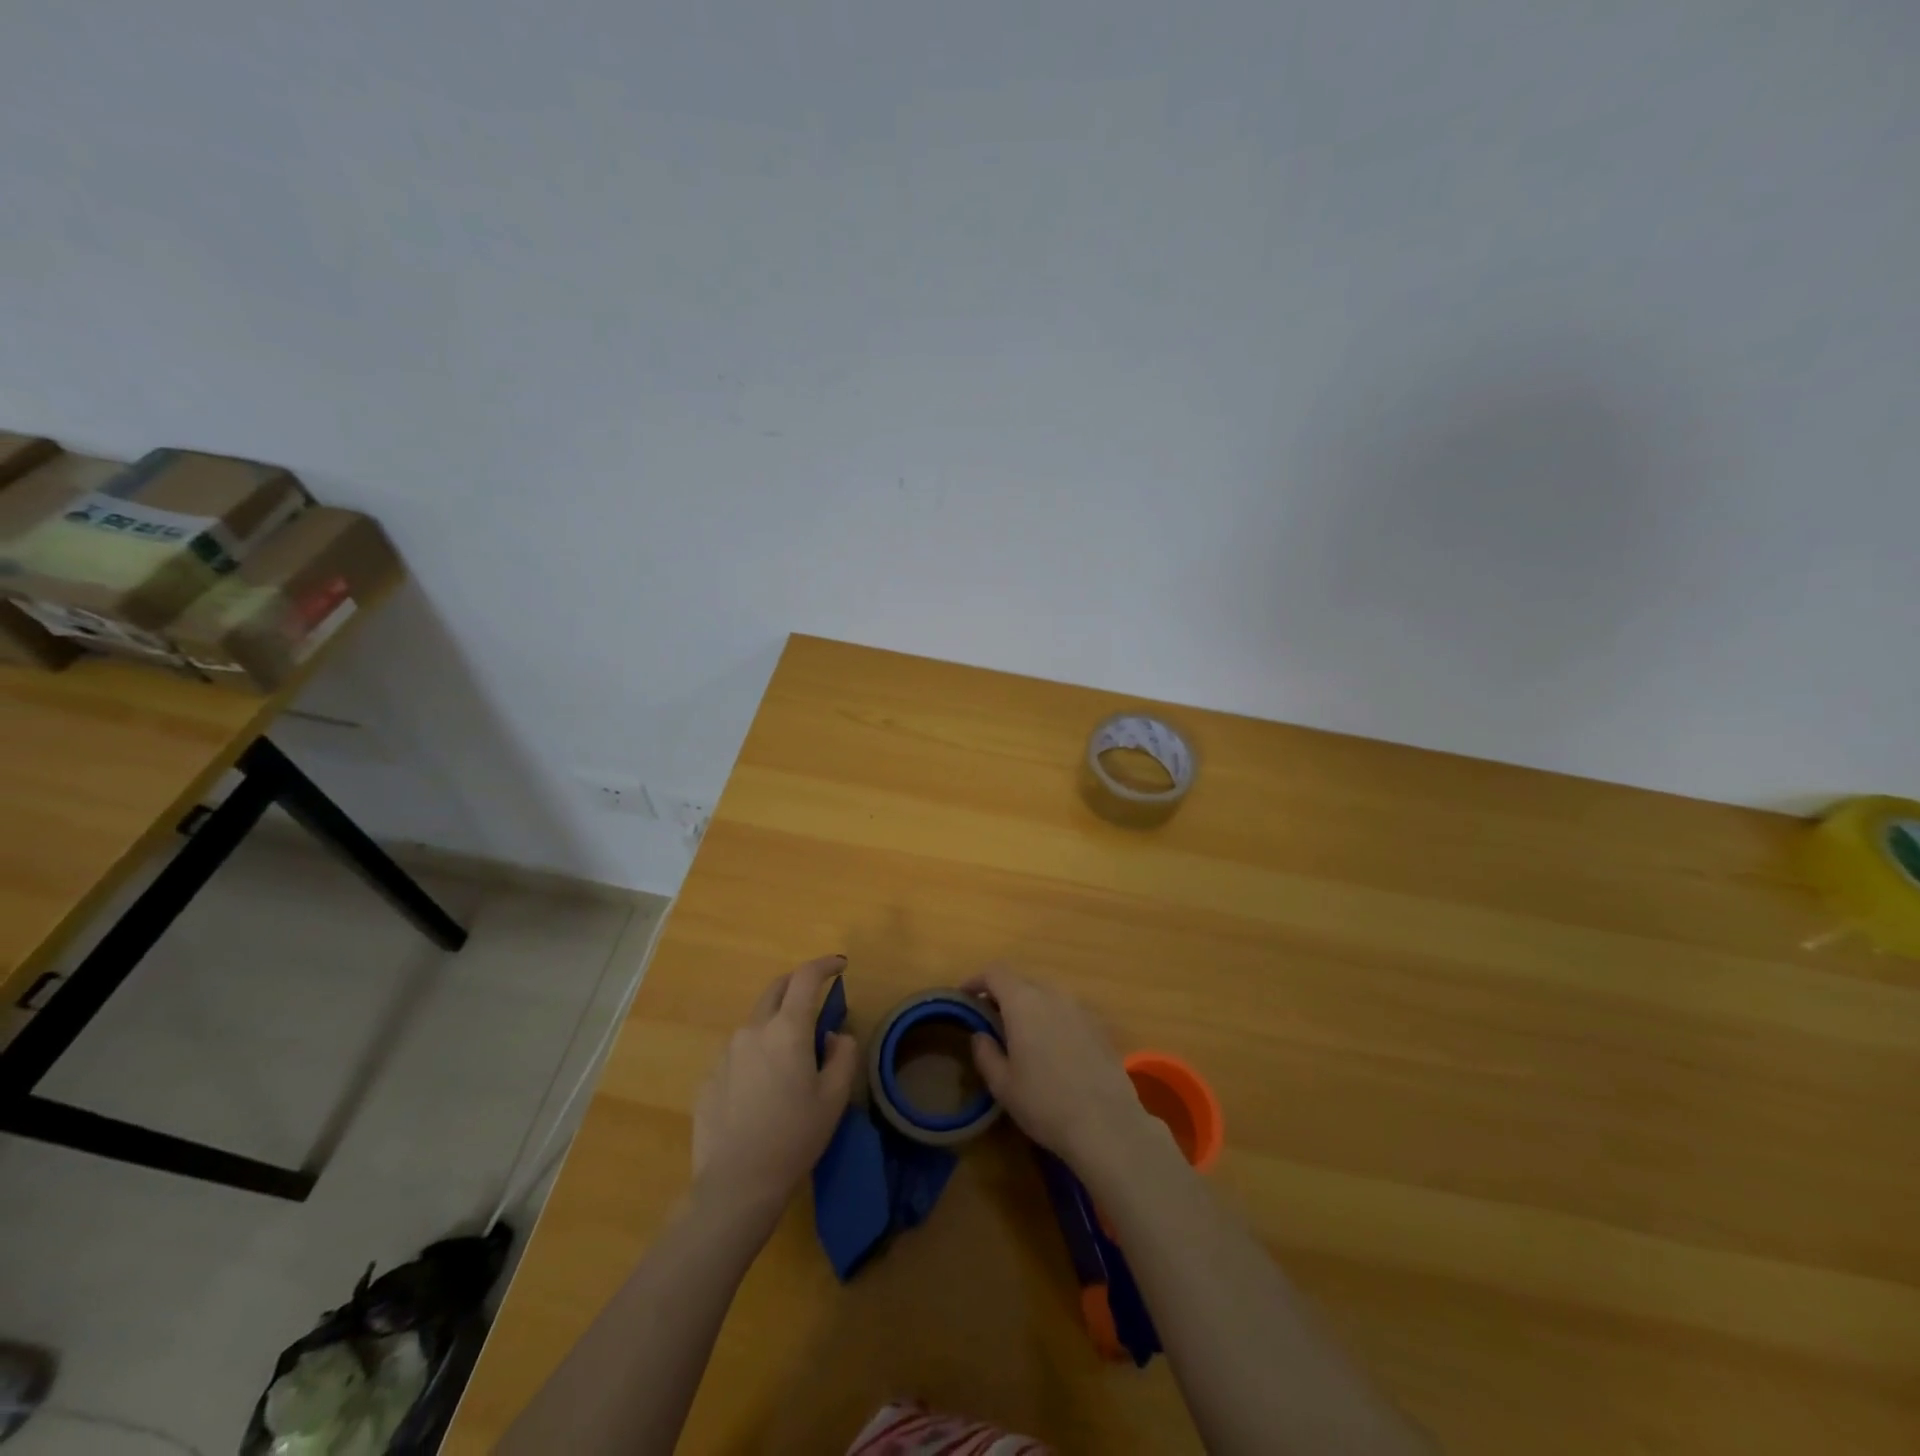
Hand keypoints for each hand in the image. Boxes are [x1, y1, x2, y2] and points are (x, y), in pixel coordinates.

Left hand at [692, 954, 858, 1223]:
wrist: (736, 1185)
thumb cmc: (794, 1138)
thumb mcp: (834, 1098)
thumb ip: (841, 1055)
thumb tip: (832, 1036)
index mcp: (786, 1029)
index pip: (805, 977)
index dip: (824, 965)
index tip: (839, 965)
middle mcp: (753, 1030)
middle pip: (776, 989)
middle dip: (797, 984)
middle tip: (815, 996)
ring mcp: (726, 1053)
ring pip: (756, 1023)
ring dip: (775, 1024)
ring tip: (789, 1057)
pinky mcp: (709, 1078)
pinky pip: (738, 1053)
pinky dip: (756, 1054)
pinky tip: (762, 1090)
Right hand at [965, 965, 1157, 1176]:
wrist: (1106, 1123)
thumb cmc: (1045, 1104)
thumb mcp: (1003, 1085)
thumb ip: (985, 1053)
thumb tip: (981, 1035)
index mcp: (1024, 1002)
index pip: (995, 973)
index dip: (977, 980)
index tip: (966, 997)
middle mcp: (1053, 995)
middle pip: (1022, 980)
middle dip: (1003, 993)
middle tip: (991, 1018)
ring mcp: (1079, 1008)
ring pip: (1047, 993)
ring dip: (1029, 1004)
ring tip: (1021, 1032)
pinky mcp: (1098, 1025)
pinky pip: (1067, 1009)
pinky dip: (1052, 1017)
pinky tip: (1052, 1047)